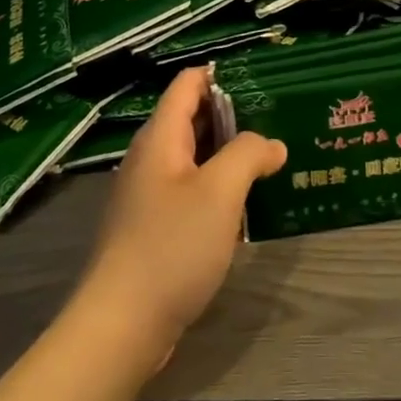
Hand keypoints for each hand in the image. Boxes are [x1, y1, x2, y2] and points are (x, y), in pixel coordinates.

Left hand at [76, 68, 286, 359]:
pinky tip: (246, 203)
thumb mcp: (220, 192)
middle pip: (192, 118)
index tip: (264, 80)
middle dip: (234, 116)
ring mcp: (148, 195)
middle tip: (279, 119)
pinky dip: (218, 187)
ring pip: (194, 158)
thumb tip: (272, 144)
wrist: (121, 325)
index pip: (188, 84)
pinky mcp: (153, 228)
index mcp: (160, 138)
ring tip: (271, 157)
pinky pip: (190, 191)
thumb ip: (249, 154)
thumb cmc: (171, 246)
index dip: (222, 76)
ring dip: (229, 154)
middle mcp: (150, 159)